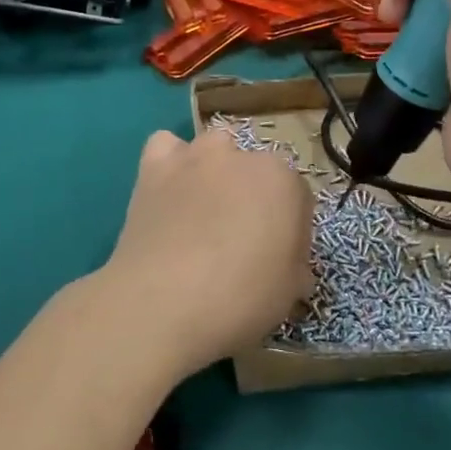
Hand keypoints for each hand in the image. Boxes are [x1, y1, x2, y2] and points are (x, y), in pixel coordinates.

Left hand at [95, 130, 312, 380]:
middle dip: (252, 198)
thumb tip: (286, 262)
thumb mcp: (290, 291)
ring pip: (212, 149)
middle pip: (254, 171)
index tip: (280, 260)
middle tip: (241, 241)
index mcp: (281, 180)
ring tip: (204, 213)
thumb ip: (294, 263)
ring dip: (214, 173)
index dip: (291, 232)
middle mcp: (239, 155)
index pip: (297, 197)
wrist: (163, 302)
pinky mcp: (153, 168)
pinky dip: (170, 163)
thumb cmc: (240, 298)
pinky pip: (165, 146)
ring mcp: (193, 156)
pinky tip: (170, 191)